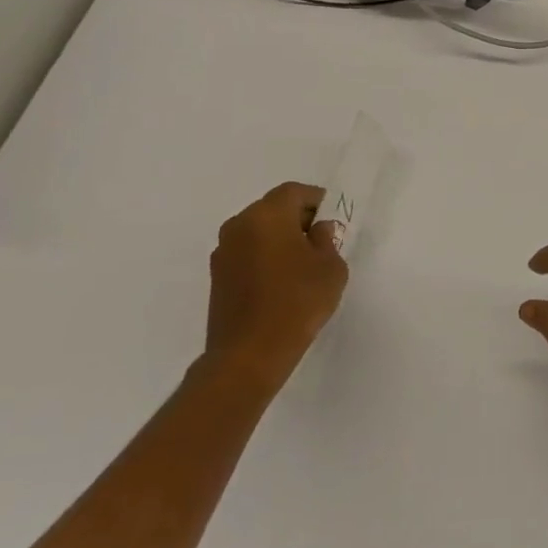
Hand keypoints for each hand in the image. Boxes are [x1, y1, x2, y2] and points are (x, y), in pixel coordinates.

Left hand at [202, 182, 346, 397]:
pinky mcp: (216, 277)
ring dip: (278, 239)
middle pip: (273, 208)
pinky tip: (280, 282)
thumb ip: (327, 240)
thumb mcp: (331, 267)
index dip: (316, 201)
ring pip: (258, 231)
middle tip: (320, 241)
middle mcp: (239, 225)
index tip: (332, 220)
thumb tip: (317, 231)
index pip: (294, 192)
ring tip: (301, 264)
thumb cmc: (297, 302)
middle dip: (297, 219)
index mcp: (267, 215)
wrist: (248, 355)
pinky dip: (264, 257)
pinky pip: (246, 253)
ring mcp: (223, 252)